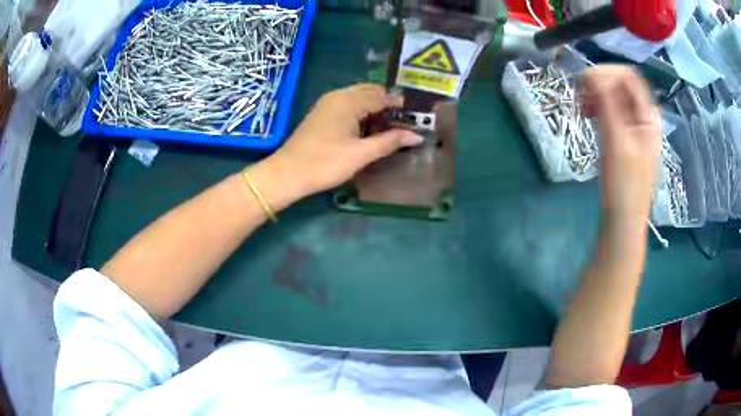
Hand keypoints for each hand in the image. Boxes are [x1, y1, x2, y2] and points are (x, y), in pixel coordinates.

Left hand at [250, 84, 422, 210]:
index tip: (417, 117)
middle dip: (388, 105)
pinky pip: (348, 106)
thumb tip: (417, 135)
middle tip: (403, 124)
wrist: (287, 174)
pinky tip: (367, 130)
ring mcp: (328, 104)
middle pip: (370, 92)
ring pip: (359, 98)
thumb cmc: (325, 163)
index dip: (400, 106)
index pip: (382, 96)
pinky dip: (362, 113)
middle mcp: (338, 96)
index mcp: (349, 100)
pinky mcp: (322, 114)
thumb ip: (390, 142)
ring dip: (375, 109)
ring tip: (389, 128)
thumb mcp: (361, 154)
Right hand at [581, 66, 660, 224]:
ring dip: (596, 95)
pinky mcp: (625, 134)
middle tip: (582, 103)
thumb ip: (608, 104)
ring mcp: (634, 125)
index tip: (584, 88)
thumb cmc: (624, 186)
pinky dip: (597, 106)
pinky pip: (611, 108)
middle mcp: (643, 115)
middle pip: (620, 82)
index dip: (604, 74)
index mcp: (648, 115)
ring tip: (583, 111)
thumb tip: (592, 74)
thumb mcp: (616, 142)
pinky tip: (589, 117)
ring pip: (614, 94)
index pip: (627, 75)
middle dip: (598, 84)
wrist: (623, 220)